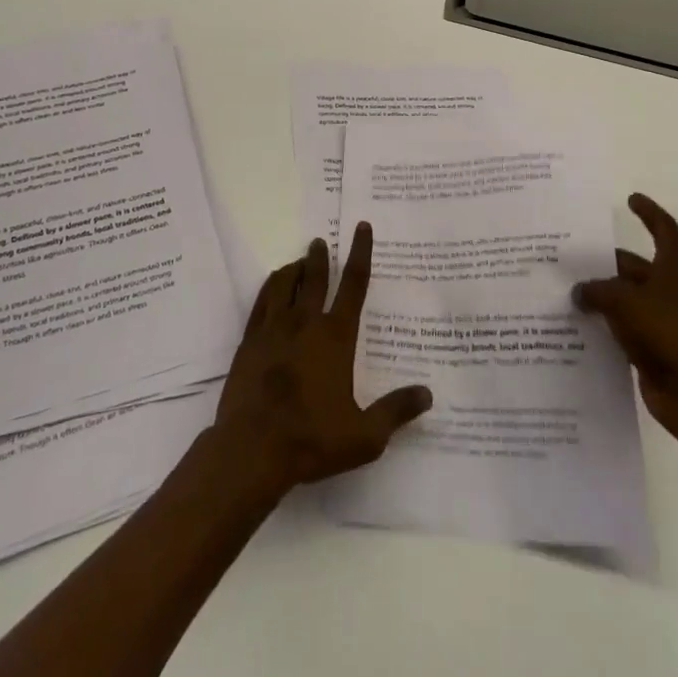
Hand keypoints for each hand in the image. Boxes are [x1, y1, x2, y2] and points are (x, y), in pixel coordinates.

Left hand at [213, 222, 432, 494]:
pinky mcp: (250, 340)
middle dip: (321, 257)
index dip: (360, 253)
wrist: (252, 448)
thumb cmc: (311, 439)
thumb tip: (427, 394)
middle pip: (316, 278)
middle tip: (321, 241)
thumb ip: (396, 411)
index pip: (354, 285)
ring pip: (284, 284)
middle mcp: (305, 323)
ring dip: (295, 269)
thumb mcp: (364, 435)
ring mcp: (274, 329)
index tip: (361, 228)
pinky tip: (273, 288)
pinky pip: (262, 301)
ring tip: (299, 262)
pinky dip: (271, 287)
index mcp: (335, 337)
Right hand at [574, 193, 677, 439]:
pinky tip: (577, 323)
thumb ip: (597, 290)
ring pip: (628, 297)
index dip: (649, 212)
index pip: (664, 230)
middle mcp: (674, 290)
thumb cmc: (668, 334)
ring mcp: (666, 320)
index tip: (631, 199)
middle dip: (606, 261)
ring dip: (602, 294)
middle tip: (572, 254)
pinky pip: (625, 326)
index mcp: (677, 269)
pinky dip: (606, 322)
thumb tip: (579, 292)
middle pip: (636, 266)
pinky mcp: (657, 347)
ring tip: (566, 288)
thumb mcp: (624, 301)